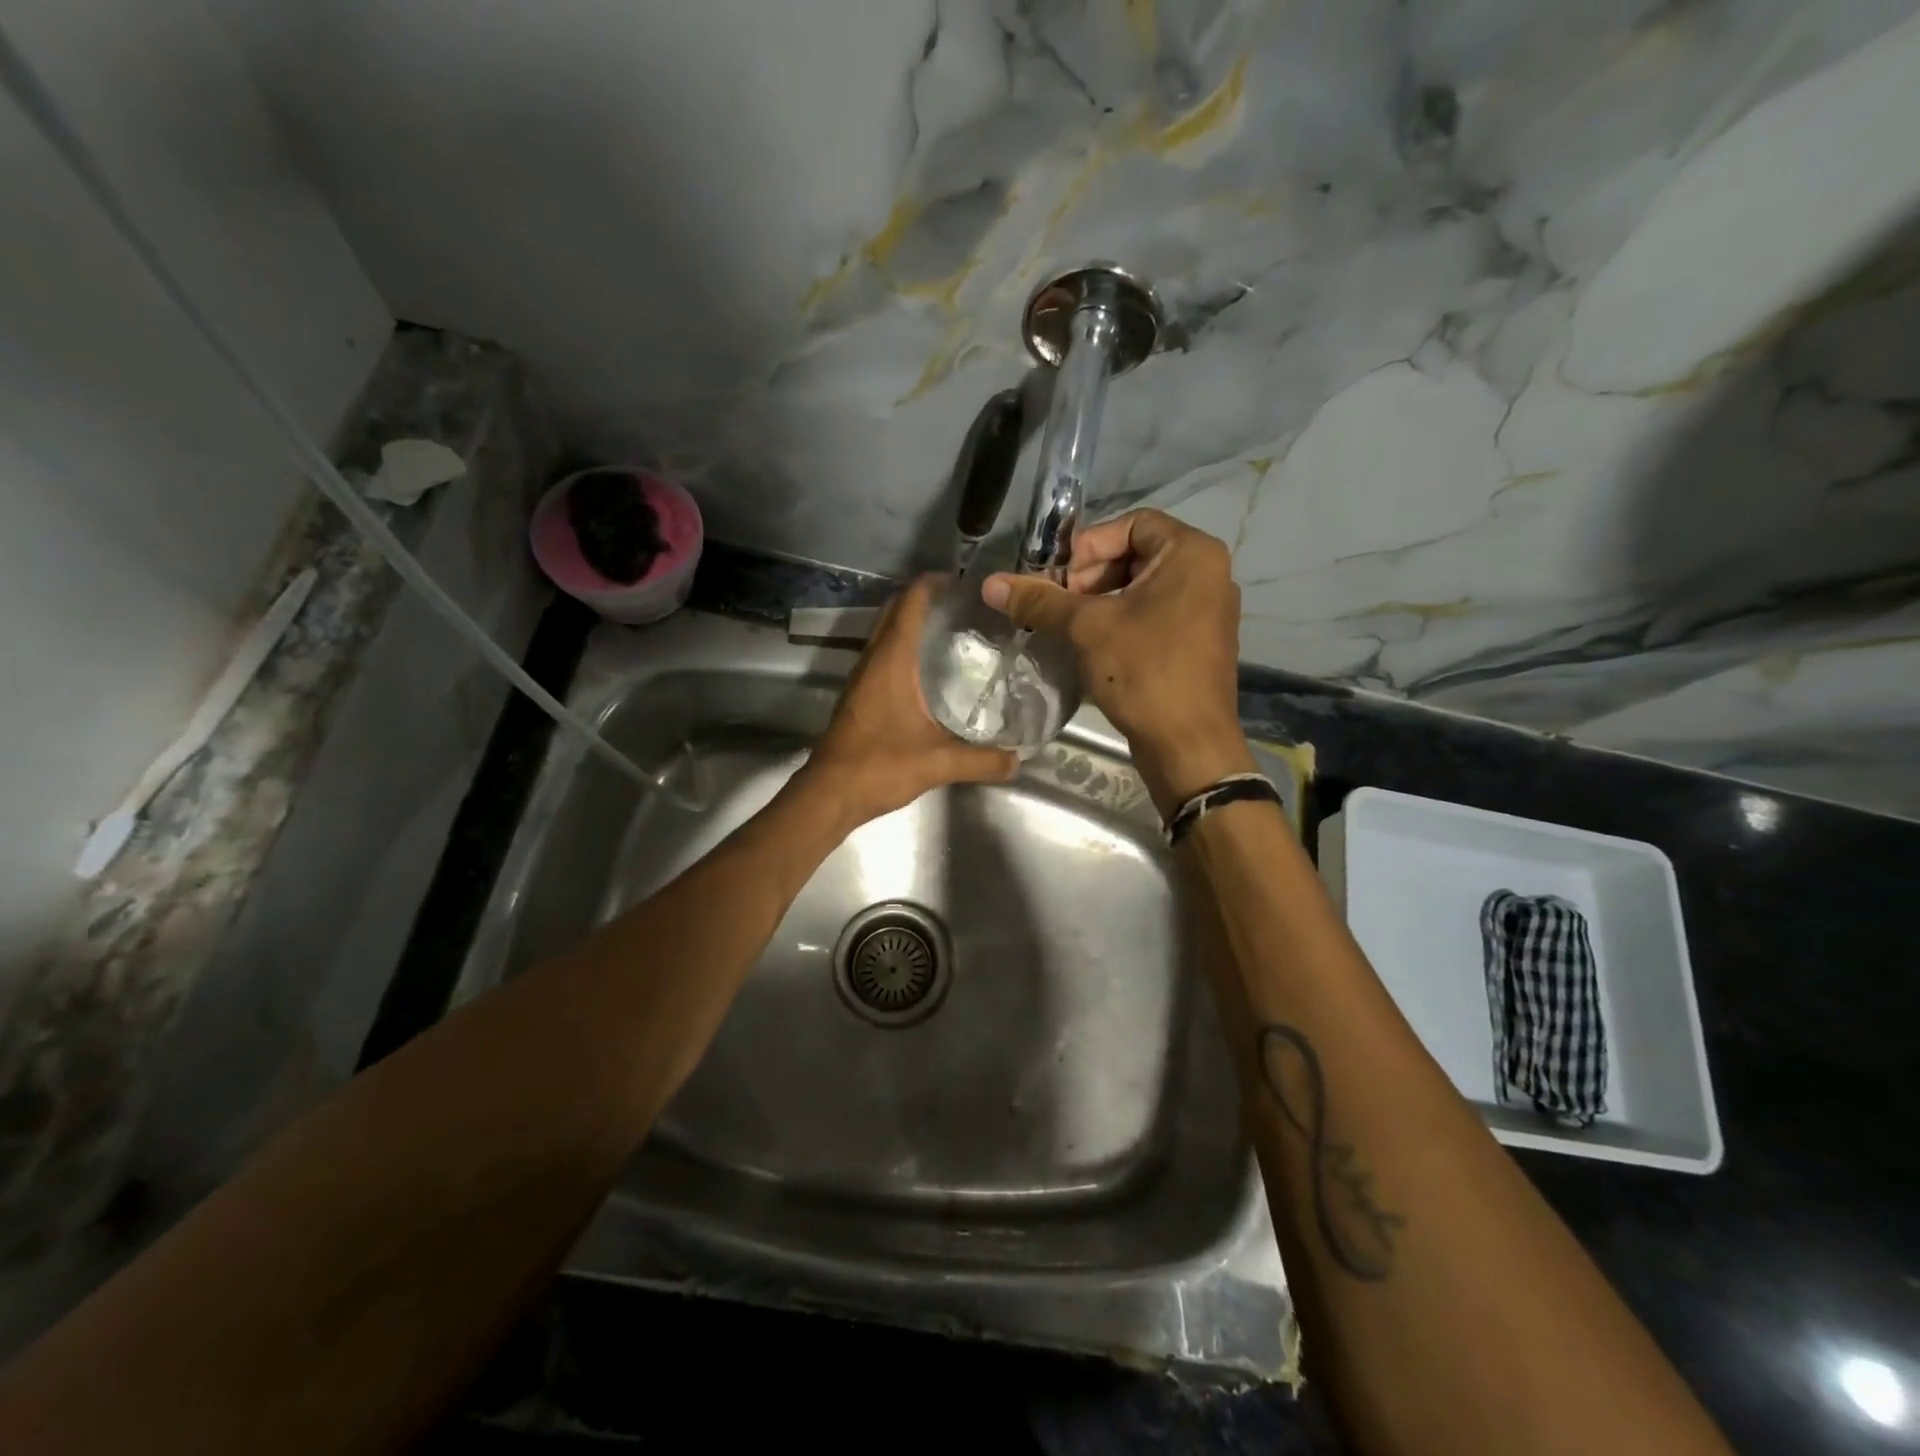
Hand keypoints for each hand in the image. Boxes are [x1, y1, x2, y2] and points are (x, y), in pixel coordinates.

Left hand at [799, 576, 1018, 827]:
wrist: (829, 794)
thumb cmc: (880, 767)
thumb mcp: (939, 763)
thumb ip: (982, 761)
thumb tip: (1019, 760)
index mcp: (891, 661)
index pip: (910, 603)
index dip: (933, 584)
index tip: (964, 583)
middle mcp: (873, 660)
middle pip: (895, 611)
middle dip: (924, 598)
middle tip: (964, 606)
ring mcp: (861, 677)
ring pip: (885, 632)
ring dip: (911, 622)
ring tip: (952, 631)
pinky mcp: (859, 696)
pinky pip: (882, 655)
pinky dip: (903, 647)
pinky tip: (928, 670)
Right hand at [982, 510, 1252, 815]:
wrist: (1189, 745)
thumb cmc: (1145, 672)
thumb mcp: (1087, 629)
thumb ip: (1040, 600)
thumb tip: (991, 584)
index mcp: (1192, 554)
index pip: (1132, 523)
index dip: (1088, 546)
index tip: (1059, 580)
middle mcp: (1207, 573)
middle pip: (1135, 554)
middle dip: (1089, 576)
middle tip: (1058, 605)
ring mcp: (1206, 610)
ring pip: (1141, 588)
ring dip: (1099, 601)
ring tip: (1067, 627)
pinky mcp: (1196, 642)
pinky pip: (1152, 614)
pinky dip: (1119, 621)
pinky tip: (1090, 647)